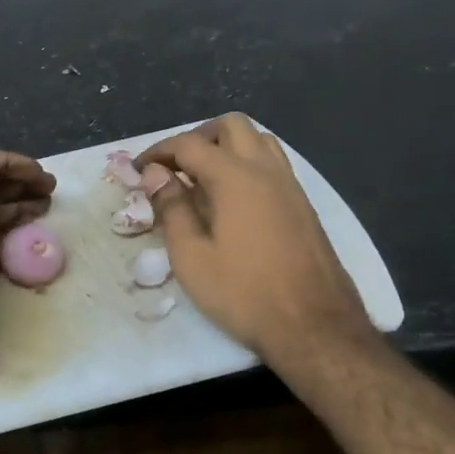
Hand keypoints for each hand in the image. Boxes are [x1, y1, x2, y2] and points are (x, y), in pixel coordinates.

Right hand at [136, 115, 372, 365]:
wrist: (315, 328)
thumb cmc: (244, 293)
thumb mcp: (191, 256)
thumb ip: (172, 208)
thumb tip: (156, 174)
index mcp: (235, 177)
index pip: (189, 144)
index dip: (159, 151)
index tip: (139, 169)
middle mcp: (266, 170)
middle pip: (231, 126)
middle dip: (197, 137)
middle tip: (175, 167)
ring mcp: (291, 186)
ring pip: (258, 140)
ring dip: (227, 146)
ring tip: (203, 178)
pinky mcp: (304, 205)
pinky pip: (273, 164)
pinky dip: (248, 164)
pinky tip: (233, 200)